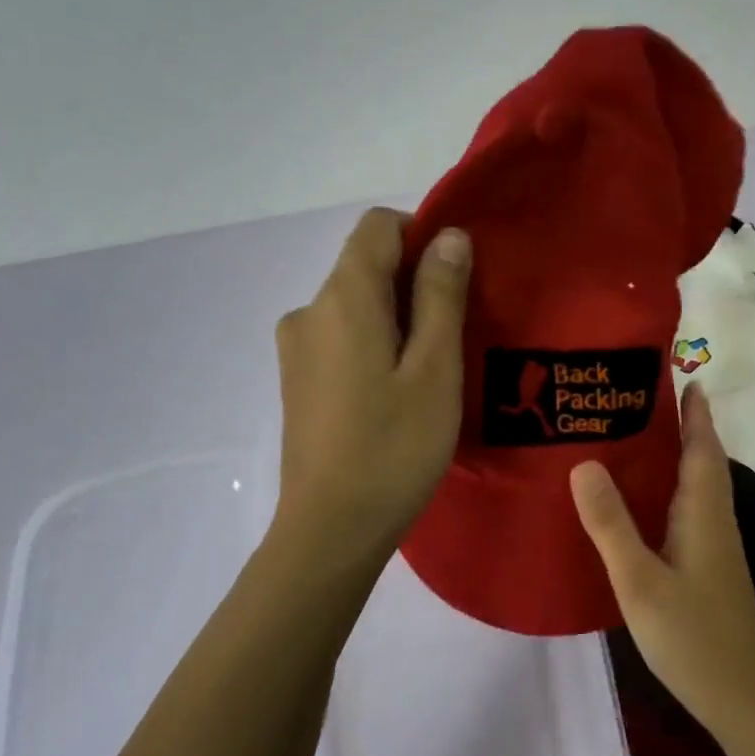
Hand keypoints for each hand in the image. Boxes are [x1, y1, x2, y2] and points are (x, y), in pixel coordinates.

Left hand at [273, 208, 471, 555]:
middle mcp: (309, 311)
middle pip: (366, 267)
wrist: (332, 528)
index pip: (378, 227)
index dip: (422, 236)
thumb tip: (447, 235)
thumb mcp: (434, 368)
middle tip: (456, 339)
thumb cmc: (395, 447)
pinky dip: (374, 348)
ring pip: (356, 308)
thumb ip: (440, 295)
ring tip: (431, 376)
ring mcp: (297, 349)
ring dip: (397, 322)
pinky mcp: (297, 382)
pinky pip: (342, 340)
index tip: (457, 282)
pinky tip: (396, 397)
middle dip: (415, 286)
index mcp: (343, 298)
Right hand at [569, 386, 754, 741]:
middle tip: (644, 403)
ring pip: (700, 488)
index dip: (696, 414)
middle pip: (705, 463)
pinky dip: (674, 491)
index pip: (703, 448)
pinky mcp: (710, 570)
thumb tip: (584, 463)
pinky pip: (692, 512)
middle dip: (685, 429)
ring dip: (680, 458)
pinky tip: (647, 504)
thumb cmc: (691, 636)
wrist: (741, 698)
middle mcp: (716, 523)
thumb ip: (612, 524)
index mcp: (704, 514)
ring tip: (639, 442)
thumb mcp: (640, 580)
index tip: (684, 378)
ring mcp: (717, 549)